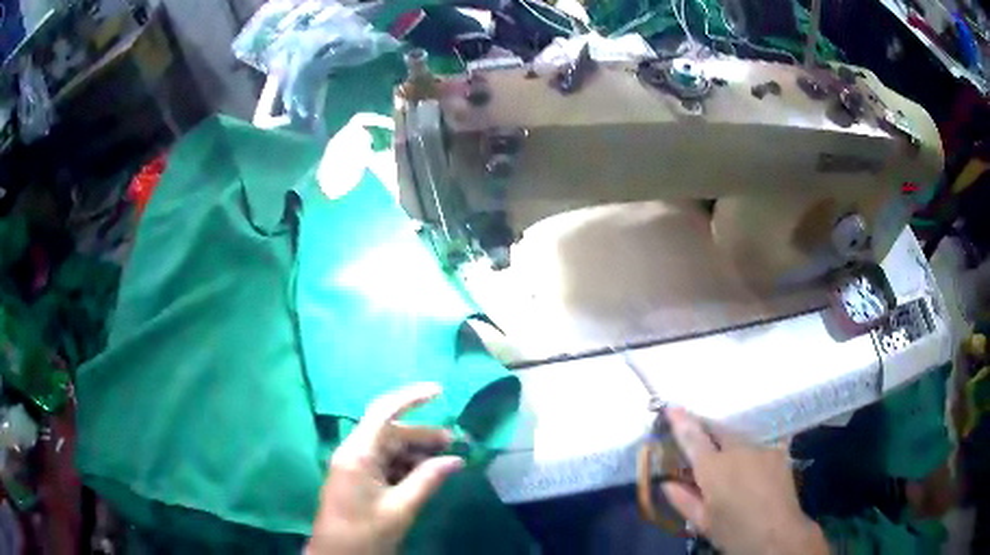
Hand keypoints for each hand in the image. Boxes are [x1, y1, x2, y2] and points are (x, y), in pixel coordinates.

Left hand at [306, 383, 463, 554]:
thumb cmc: (365, 533)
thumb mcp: (401, 508)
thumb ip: (428, 479)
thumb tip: (456, 460)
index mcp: (358, 453)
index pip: (383, 412)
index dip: (411, 397)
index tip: (440, 392)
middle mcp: (354, 453)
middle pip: (391, 432)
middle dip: (423, 435)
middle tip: (455, 443)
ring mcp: (355, 467)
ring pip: (389, 449)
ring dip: (417, 452)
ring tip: (446, 461)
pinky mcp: (358, 480)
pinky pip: (385, 464)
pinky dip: (407, 466)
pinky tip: (426, 474)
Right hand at [661, 407, 828, 554]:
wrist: (777, 534)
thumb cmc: (734, 532)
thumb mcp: (703, 522)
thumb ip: (683, 499)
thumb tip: (667, 483)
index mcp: (714, 468)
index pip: (693, 438)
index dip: (681, 422)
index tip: (671, 408)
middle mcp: (738, 450)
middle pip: (718, 430)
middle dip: (706, 430)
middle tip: (698, 436)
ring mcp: (761, 447)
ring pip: (739, 437)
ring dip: (728, 442)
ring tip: (726, 457)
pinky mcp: (778, 451)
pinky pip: (759, 443)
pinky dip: (750, 449)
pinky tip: (751, 462)